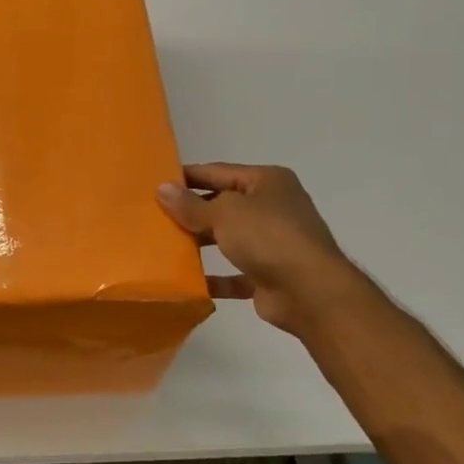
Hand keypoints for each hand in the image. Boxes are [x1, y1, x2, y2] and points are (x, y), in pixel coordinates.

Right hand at [156, 163, 347, 333]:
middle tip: (154, 216)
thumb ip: (191, 204)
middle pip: (223, 205)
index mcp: (267, 182)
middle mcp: (273, 207)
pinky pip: (234, 273)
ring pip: (228, 238)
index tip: (155, 183)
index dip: (187, 176)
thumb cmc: (268, 237)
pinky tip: (188, 281)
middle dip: (191, 211)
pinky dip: (214, 277)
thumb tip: (162, 188)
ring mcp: (273, 242)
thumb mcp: (224, 213)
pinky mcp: (269, 275)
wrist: (310, 292)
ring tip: (164, 246)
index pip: (218, 172)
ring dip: (200, 243)